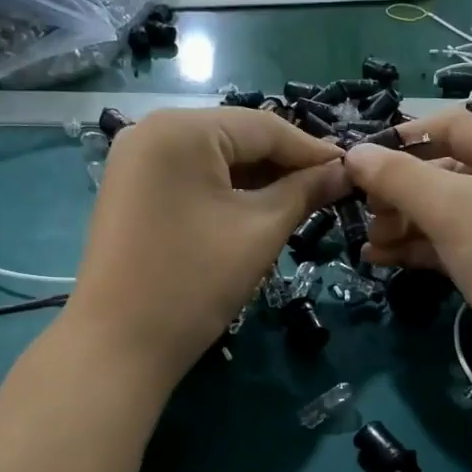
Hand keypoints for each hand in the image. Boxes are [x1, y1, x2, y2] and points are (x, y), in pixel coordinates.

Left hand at [66, 107, 347, 388]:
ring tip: (300, 203)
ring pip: (214, 158)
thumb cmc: (195, 282)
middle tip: (329, 191)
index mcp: (182, 128)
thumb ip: (305, 192)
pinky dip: (226, 190)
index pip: (264, 126)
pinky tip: (256, 210)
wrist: (119, 345)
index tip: (352, 171)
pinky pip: (191, 176)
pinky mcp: (130, 188)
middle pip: (237, 137)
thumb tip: (344, 172)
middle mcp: (152, 129)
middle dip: (284, 166)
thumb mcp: (260, 231)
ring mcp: (135, 159)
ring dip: (257, 180)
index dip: (312, 150)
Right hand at [344, 110, 471, 409]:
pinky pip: (449, 245)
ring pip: (445, 212)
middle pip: (446, 171)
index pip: (455, 127)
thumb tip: (353, 153)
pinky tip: (378, 258)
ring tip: (368, 240)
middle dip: (400, 190)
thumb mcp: (454, 209)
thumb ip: (399, 177)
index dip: (404, 138)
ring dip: (403, 223)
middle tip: (363, 210)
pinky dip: (416, 248)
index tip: (358, 159)